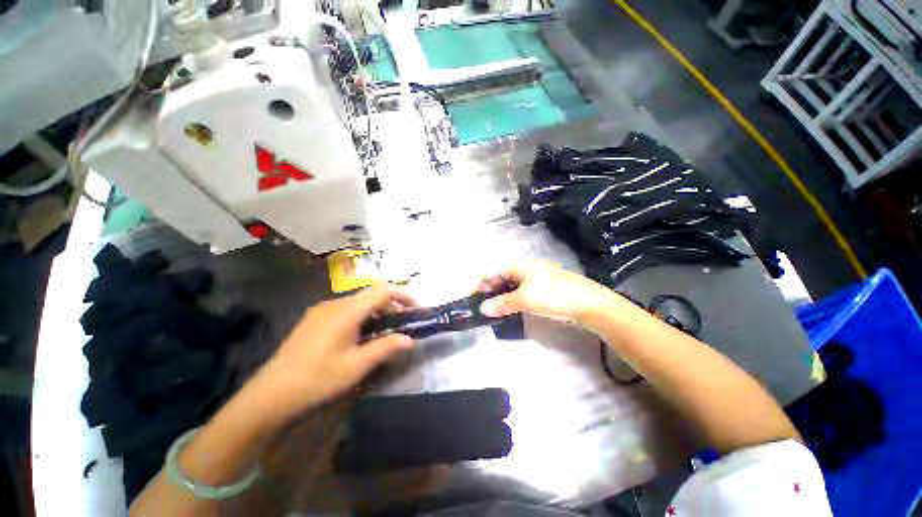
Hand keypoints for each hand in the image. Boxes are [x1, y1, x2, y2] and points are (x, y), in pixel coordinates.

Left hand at [254, 284, 415, 419]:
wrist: (270, 395)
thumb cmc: (317, 379)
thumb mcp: (356, 366)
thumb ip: (386, 348)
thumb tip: (410, 339)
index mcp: (346, 311)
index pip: (382, 291)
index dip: (403, 296)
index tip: (417, 308)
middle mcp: (334, 304)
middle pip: (371, 295)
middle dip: (391, 306)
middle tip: (402, 325)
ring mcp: (321, 310)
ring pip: (358, 302)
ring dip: (376, 312)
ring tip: (383, 332)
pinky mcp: (314, 319)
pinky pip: (345, 310)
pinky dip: (361, 317)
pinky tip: (359, 336)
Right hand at [477, 260, 622, 323]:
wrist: (589, 303)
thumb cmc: (554, 295)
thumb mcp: (526, 299)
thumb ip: (502, 303)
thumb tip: (482, 309)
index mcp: (517, 265)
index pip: (490, 271)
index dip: (479, 285)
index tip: (471, 301)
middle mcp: (522, 269)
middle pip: (498, 278)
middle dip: (487, 292)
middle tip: (481, 310)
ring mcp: (532, 280)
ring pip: (507, 287)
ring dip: (498, 298)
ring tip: (490, 313)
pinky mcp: (539, 291)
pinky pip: (518, 293)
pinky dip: (509, 301)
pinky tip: (506, 311)